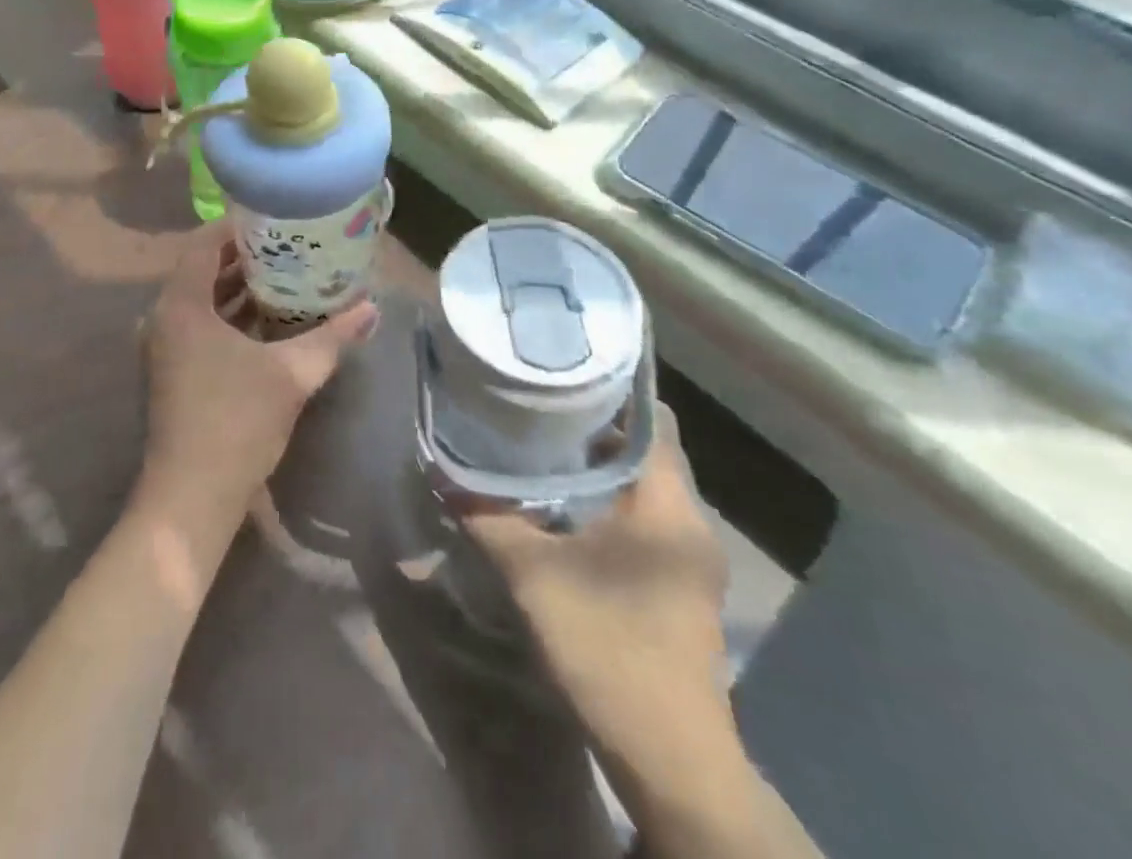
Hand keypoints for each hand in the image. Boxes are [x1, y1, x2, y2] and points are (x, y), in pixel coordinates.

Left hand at [137, 224, 378, 540]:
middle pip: (203, 270)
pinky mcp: (171, 372)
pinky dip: (229, 318)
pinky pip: (200, 327)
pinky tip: (268, 323)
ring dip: (238, 290)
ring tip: (286, 278)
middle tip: (290, 247)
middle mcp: (164, 317)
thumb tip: (372, 309)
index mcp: (181, 304)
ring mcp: (164, 347)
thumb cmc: (236, 422)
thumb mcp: (292, 373)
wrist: (191, 497)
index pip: (205, 243)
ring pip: (202, 301)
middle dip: (245, 258)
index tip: (276, 220)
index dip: (239, 227)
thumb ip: (331, 337)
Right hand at [467, 406, 730, 758]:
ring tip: (543, 446)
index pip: (654, 417)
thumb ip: (486, 517)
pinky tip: (565, 506)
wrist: (671, 762)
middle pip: (647, 448)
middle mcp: (690, 522)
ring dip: (600, 465)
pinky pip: (646, 518)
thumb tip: (441, 473)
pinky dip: (609, 500)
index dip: (612, 388)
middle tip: (538, 405)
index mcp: (668, 505)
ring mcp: (690, 559)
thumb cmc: (607, 647)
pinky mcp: (681, 586)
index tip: (561, 370)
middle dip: (595, 425)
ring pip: (645, 486)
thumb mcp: (532, 576)